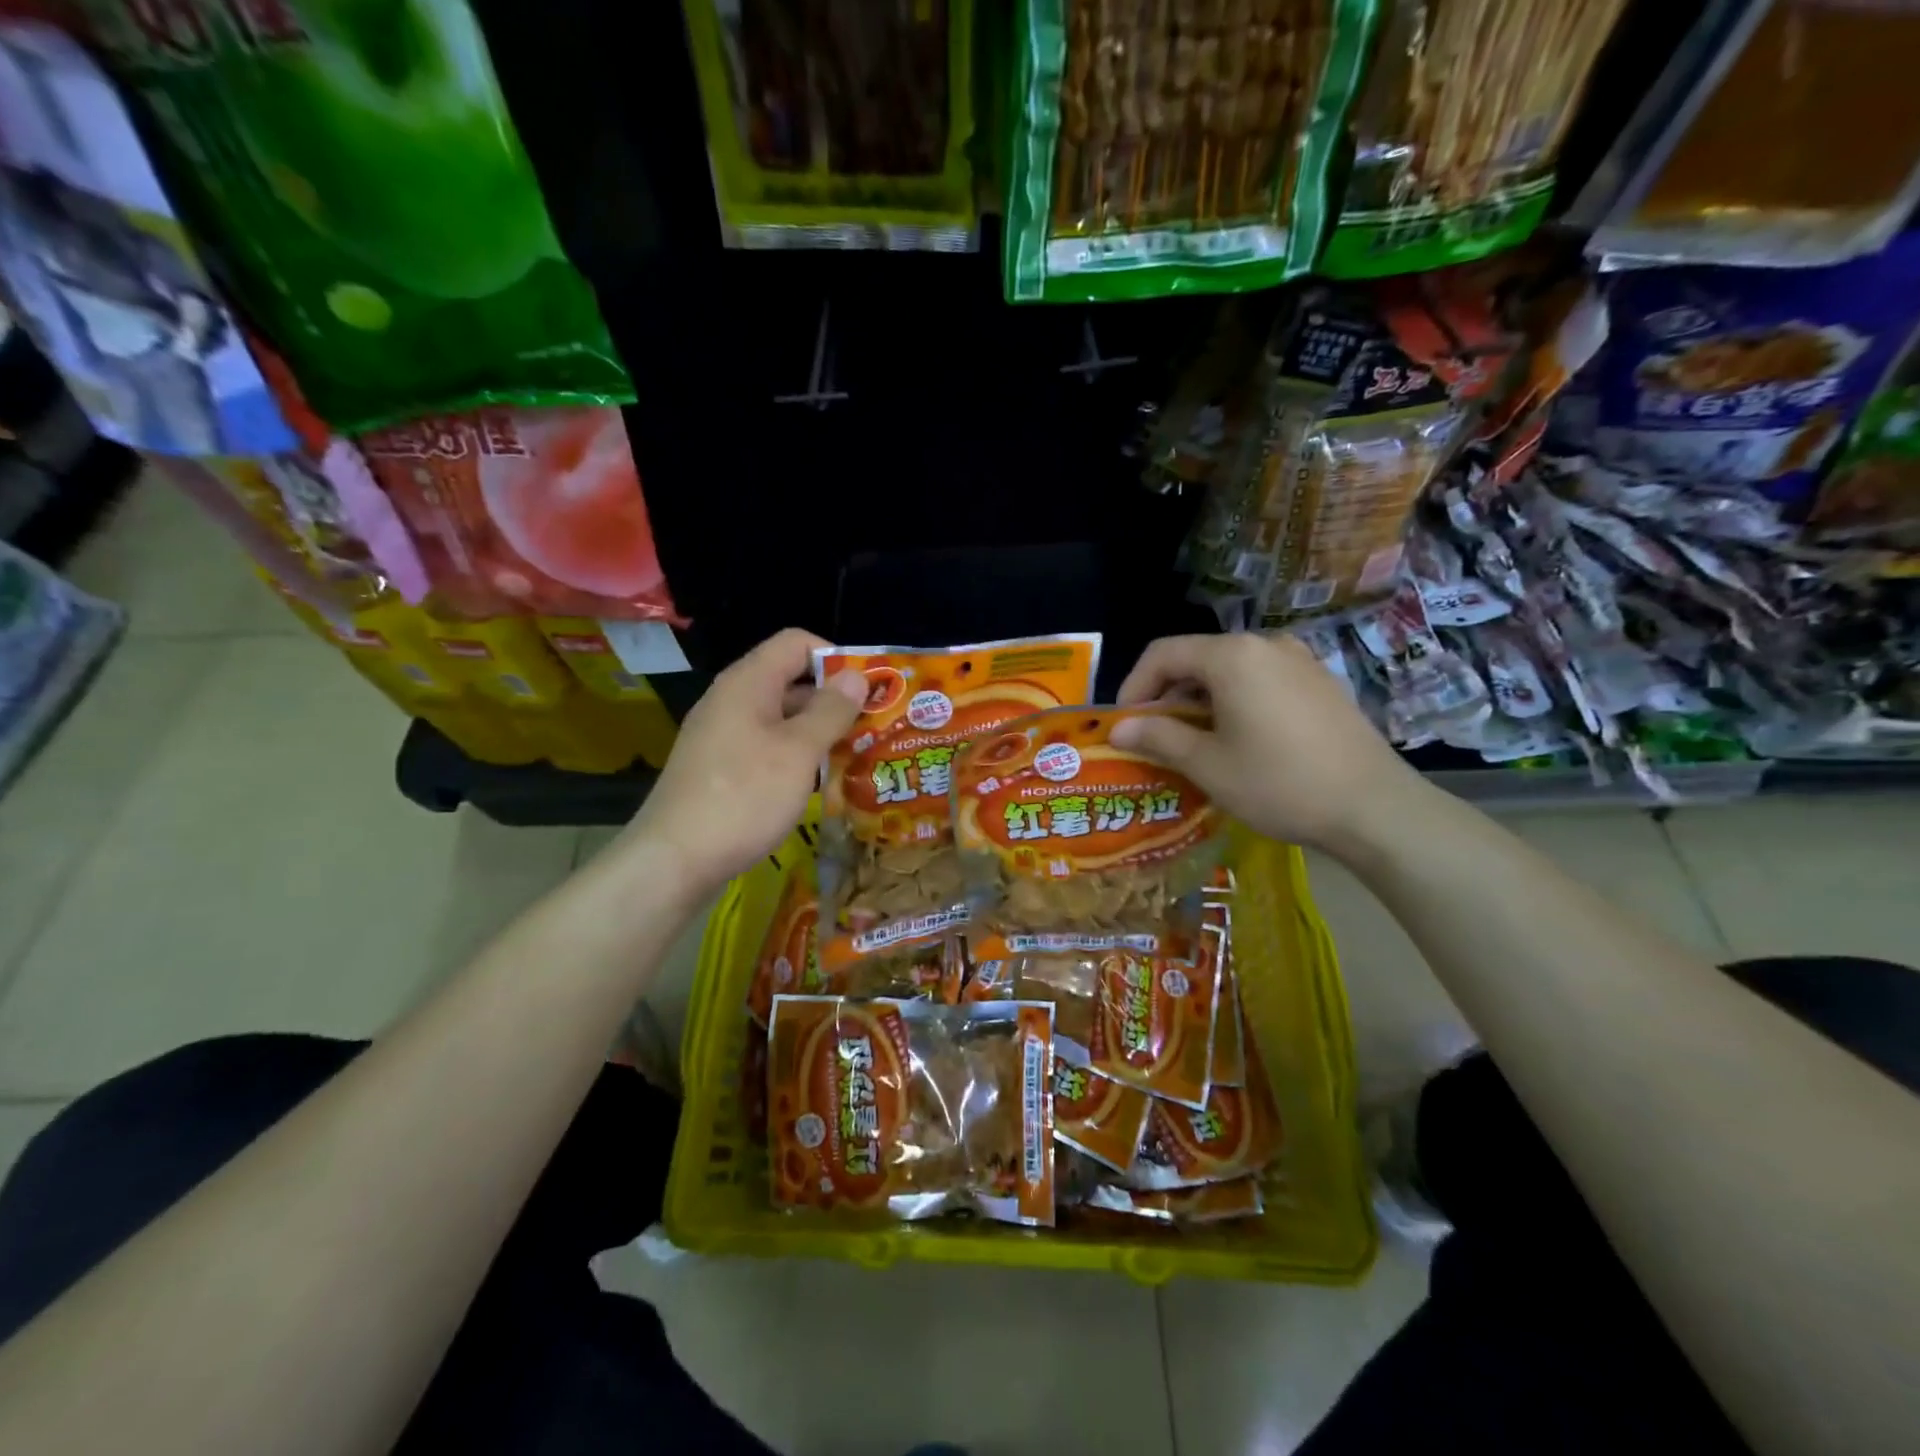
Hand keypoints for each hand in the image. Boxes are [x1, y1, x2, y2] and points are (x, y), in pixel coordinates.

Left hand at [620, 628, 865, 899]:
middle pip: (790, 680)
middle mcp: (732, 700)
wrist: (673, 860)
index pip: (796, 643)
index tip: (868, 689)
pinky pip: (766, 746)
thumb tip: (856, 676)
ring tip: (856, 755)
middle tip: (873, 726)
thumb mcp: (798, 752)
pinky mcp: (720, 768)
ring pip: (781, 718)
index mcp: (748, 683)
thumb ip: (830, 710)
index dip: (835, 657)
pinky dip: (796, 755)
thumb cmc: (743, 797)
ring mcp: (723, 735)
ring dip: (818, 731)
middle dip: (834, 699)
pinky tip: (819, 782)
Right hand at [1112, 632, 1426, 854]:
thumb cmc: (1279, 783)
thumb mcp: (1207, 764)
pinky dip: (1235, 701)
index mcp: (1232, 656)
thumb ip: (1158, 737)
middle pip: (1197, 658)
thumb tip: (1118, 728)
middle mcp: (1266, 644)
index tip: (1125, 724)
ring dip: (1201, 700)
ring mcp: (1299, 660)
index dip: (1134, 686)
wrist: (1374, 807)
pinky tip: (1239, 740)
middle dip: (1168, 695)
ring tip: (1194, 742)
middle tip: (1155, 737)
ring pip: (1230, 670)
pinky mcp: (1320, 682)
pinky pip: (1261, 680)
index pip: (1163, 654)